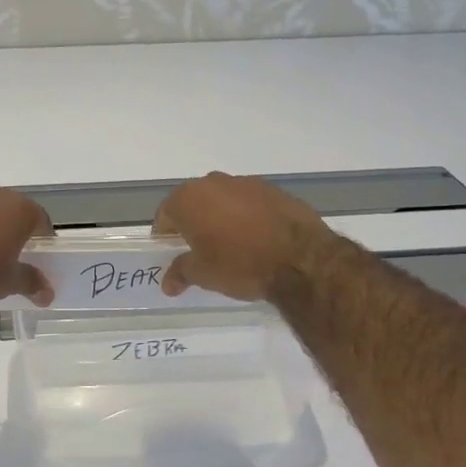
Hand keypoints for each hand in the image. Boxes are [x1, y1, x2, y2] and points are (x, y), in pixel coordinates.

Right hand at [154, 173, 328, 301]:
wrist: (300, 258)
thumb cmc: (239, 264)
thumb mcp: (204, 275)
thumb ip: (181, 273)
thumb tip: (168, 283)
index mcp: (188, 199)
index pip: (165, 214)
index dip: (165, 233)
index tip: (170, 250)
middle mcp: (213, 183)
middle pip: (193, 201)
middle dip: (192, 221)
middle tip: (198, 247)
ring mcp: (245, 183)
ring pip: (222, 198)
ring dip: (220, 215)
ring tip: (230, 242)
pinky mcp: (273, 189)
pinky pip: (249, 201)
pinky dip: (246, 214)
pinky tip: (256, 236)